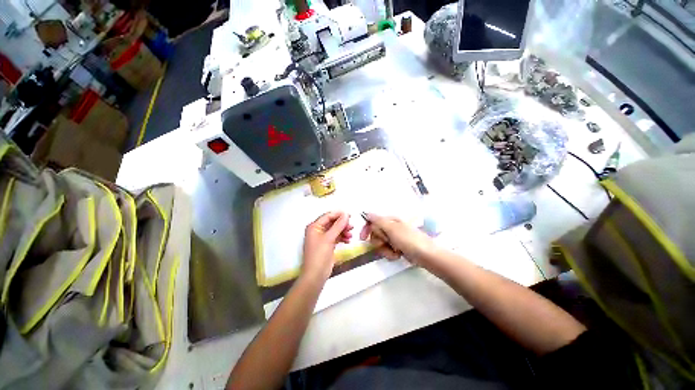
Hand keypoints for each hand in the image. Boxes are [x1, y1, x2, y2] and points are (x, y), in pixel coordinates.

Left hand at [302, 211, 352, 282]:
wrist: (316, 275)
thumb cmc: (319, 255)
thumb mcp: (329, 238)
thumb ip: (338, 225)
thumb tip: (345, 214)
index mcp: (314, 226)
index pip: (327, 216)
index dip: (338, 214)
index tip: (349, 215)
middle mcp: (317, 230)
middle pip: (332, 223)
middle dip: (342, 224)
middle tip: (351, 226)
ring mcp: (322, 238)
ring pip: (335, 230)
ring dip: (343, 231)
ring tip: (350, 234)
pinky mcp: (327, 245)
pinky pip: (336, 237)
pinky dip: (342, 237)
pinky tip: (348, 240)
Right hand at [359, 213, 435, 265]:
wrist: (427, 255)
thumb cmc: (409, 240)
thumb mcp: (393, 229)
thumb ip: (378, 221)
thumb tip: (367, 213)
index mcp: (390, 220)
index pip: (373, 222)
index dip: (367, 229)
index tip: (362, 238)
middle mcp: (391, 228)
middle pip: (375, 234)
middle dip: (379, 241)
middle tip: (387, 244)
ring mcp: (394, 238)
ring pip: (380, 244)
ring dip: (385, 250)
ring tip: (395, 252)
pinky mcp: (397, 247)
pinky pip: (386, 250)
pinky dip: (390, 254)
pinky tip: (398, 255)